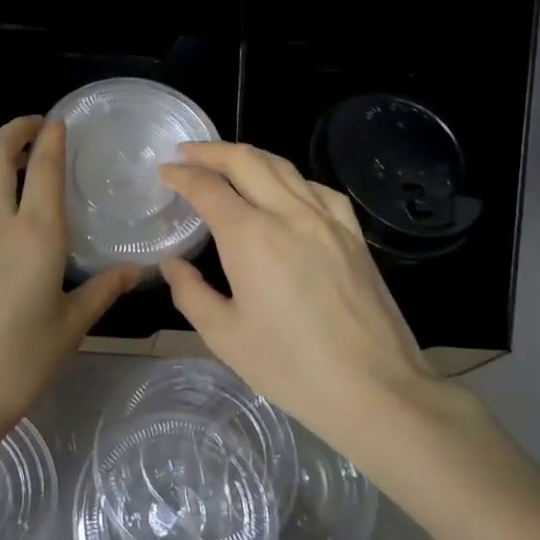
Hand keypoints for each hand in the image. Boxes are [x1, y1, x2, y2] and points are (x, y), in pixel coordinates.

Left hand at [0, 117, 138, 447]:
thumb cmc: (19, 364)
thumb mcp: (71, 328)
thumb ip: (102, 291)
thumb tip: (134, 271)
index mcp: (36, 236)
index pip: (44, 168)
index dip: (52, 138)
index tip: (59, 122)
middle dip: (14, 130)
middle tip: (33, 129)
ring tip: (3, 161)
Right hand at [158, 141, 472, 451]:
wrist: (374, 388)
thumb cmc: (290, 367)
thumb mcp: (224, 336)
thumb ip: (190, 292)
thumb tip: (174, 263)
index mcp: (250, 237)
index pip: (208, 188)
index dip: (182, 175)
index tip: (165, 171)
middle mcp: (288, 214)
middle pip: (246, 161)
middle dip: (211, 151)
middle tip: (188, 152)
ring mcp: (328, 221)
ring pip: (284, 167)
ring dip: (250, 157)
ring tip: (228, 162)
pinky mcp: (354, 235)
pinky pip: (318, 189)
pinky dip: (291, 177)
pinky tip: (286, 190)